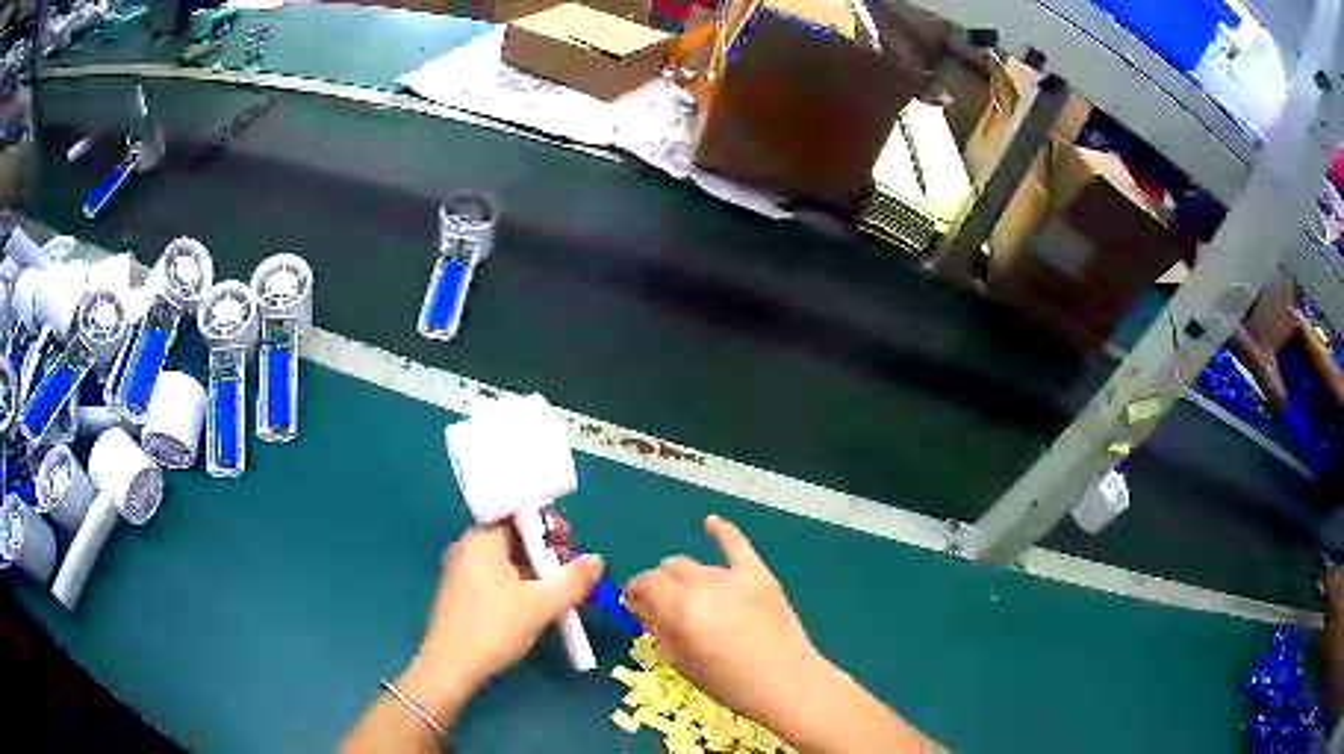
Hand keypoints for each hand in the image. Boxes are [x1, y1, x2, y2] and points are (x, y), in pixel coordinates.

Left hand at [399, 522, 603, 724]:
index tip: (569, 545)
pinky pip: (495, 576)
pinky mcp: (461, 593)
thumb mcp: (542, 605)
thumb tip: (596, 559)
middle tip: (570, 573)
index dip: (548, 524)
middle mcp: (468, 547)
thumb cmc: (494, 627)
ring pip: (506, 560)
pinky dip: (519, 584)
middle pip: (513, 536)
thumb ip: (572, 580)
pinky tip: (534, 606)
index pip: (518, 514)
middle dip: (546, 552)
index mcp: (482, 539)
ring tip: (559, 592)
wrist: (451, 667)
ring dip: (535, 572)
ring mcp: (461, 570)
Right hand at [624, 515, 826, 735]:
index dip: (635, 590)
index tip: (633, 604)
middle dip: (660, 584)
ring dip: (687, 579)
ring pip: (698, 566)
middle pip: (670, 569)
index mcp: (681, 607)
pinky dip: (722, 531)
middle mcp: (704, 584)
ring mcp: (734, 577)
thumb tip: (639, 606)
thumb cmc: (728, 683)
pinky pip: (737, 545)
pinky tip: (710, 522)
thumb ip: (657, 627)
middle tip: (662, 607)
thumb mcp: (681, 662)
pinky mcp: (760, 575)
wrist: (787, 683)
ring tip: (692, 600)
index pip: (646, 583)